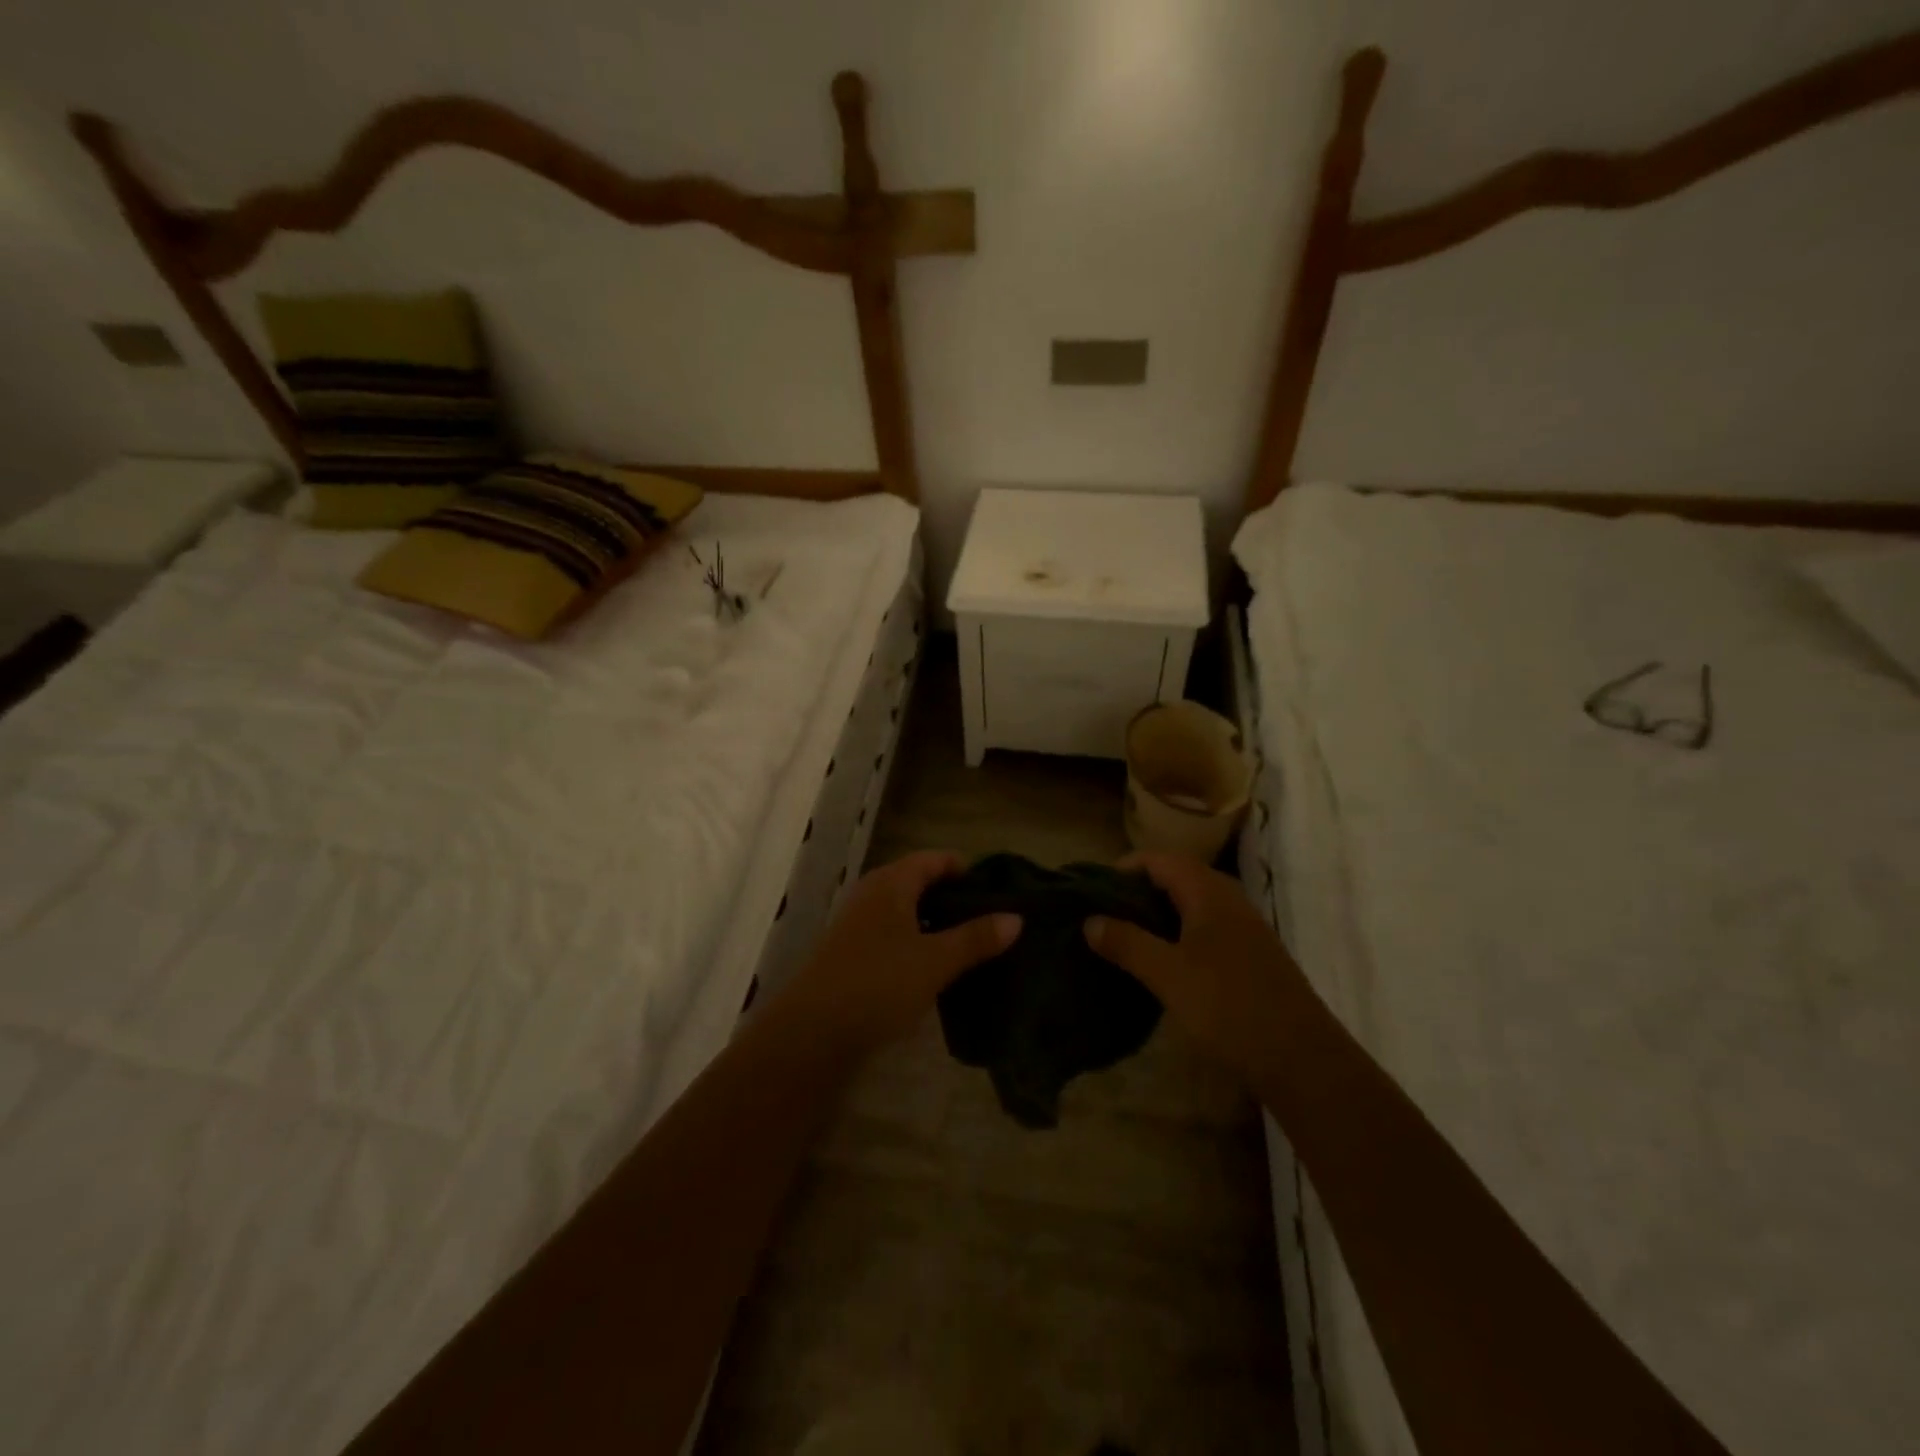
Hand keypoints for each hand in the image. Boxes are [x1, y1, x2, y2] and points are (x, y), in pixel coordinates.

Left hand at [780, 851, 1020, 1059]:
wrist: (812, 1033)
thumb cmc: (878, 983)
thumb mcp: (935, 961)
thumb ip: (976, 938)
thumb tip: (1016, 918)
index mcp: (891, 883)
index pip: (934, 859)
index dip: (966, 870)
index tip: (998, 891)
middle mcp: (872, 895)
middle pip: (920, 884)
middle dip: (955, 900)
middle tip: (992, 921)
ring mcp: (858, 925)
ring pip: (907, 913)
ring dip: (937, 925)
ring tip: (973, 947)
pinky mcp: (852, 955)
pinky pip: (894, 937)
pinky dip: (918, 945)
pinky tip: (938, 970)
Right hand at [1084, 852, 1304, 1085]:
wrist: (1302, 1059)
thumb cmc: (1229, 1007)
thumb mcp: (1168, 975)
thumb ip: (1127, 943)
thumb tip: (1090, 921)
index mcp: (1209, 893)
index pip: (1161, 859)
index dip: (1126, 867)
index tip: (1095, 889)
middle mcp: (1229, 901)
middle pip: (1178, 877)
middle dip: (1140, 890)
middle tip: (1106, 913)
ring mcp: (1245, 929)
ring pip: (1193, 905)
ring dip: (1160, 914)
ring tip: (1127, 937)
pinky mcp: (1251, 957)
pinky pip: (1206, 929)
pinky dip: (1179, 934)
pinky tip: (1164, 964)